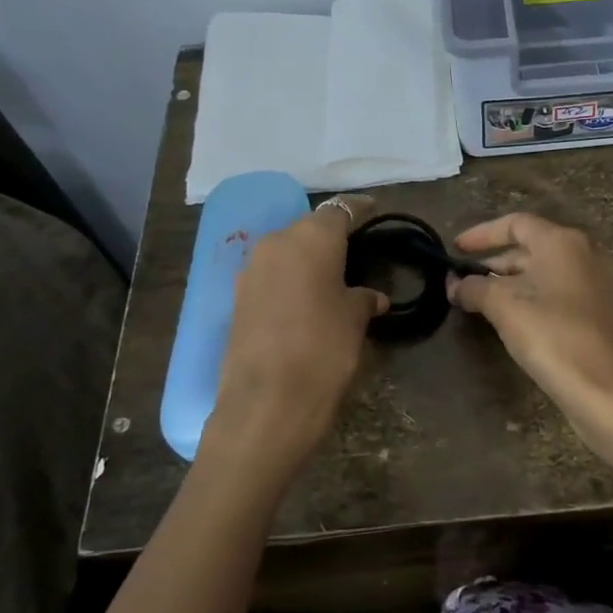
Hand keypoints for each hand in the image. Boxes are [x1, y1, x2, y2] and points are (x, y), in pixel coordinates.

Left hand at [207, 195, 387, 479]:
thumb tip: (371, 296)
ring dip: (308, 260)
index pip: (340, 210)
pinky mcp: (237, 299)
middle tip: (356, 251)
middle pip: (309, 228)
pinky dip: (290, 280)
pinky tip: (306, 301)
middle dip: (332, 237)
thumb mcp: (354, 320)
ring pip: (287, 252)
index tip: (375, 211)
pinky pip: (271, 276)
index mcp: (310, 238)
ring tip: (332, 279)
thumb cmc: (324, 349)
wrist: (267, 402)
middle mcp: (275, 243)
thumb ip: (363, 298)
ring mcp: (251, 271)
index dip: (360, 210)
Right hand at [446, 213, 612, 430]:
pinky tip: (513, 321)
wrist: (606, 388)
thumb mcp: (503, 306)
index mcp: (563, 242)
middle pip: (531, 247)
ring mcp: (597, 284)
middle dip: (495, 262)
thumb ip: (474, 288)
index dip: (482, 234)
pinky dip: (533, 298)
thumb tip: (455, 284)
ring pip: (545, 273)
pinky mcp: (601, 312)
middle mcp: (585, 254)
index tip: (456, 249)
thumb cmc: (552, 335)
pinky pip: (559, 293)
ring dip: (511, 283)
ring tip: (481, 303)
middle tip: (464, 281)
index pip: (516, 223)